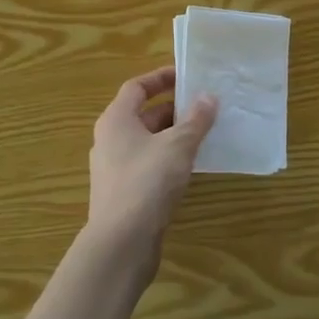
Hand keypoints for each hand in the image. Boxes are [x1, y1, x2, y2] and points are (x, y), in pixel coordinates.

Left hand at [84, 66, 216, 272]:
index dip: (160, 78)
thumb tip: (208, 97)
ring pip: (146, 141)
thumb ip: (195, 120)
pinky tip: (189, 167)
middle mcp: (109, 139)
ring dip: (172, 135)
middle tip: (203, 107)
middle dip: (173, 109)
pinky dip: (167, 158)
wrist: (121, 242)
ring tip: (203, 134)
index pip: (137, 87)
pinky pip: (147, 164)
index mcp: (116, 119)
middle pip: (142, 114)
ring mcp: (113, 168)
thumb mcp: (178, 146)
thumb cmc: (147, 182)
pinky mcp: (122, 192)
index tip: (186, 75)